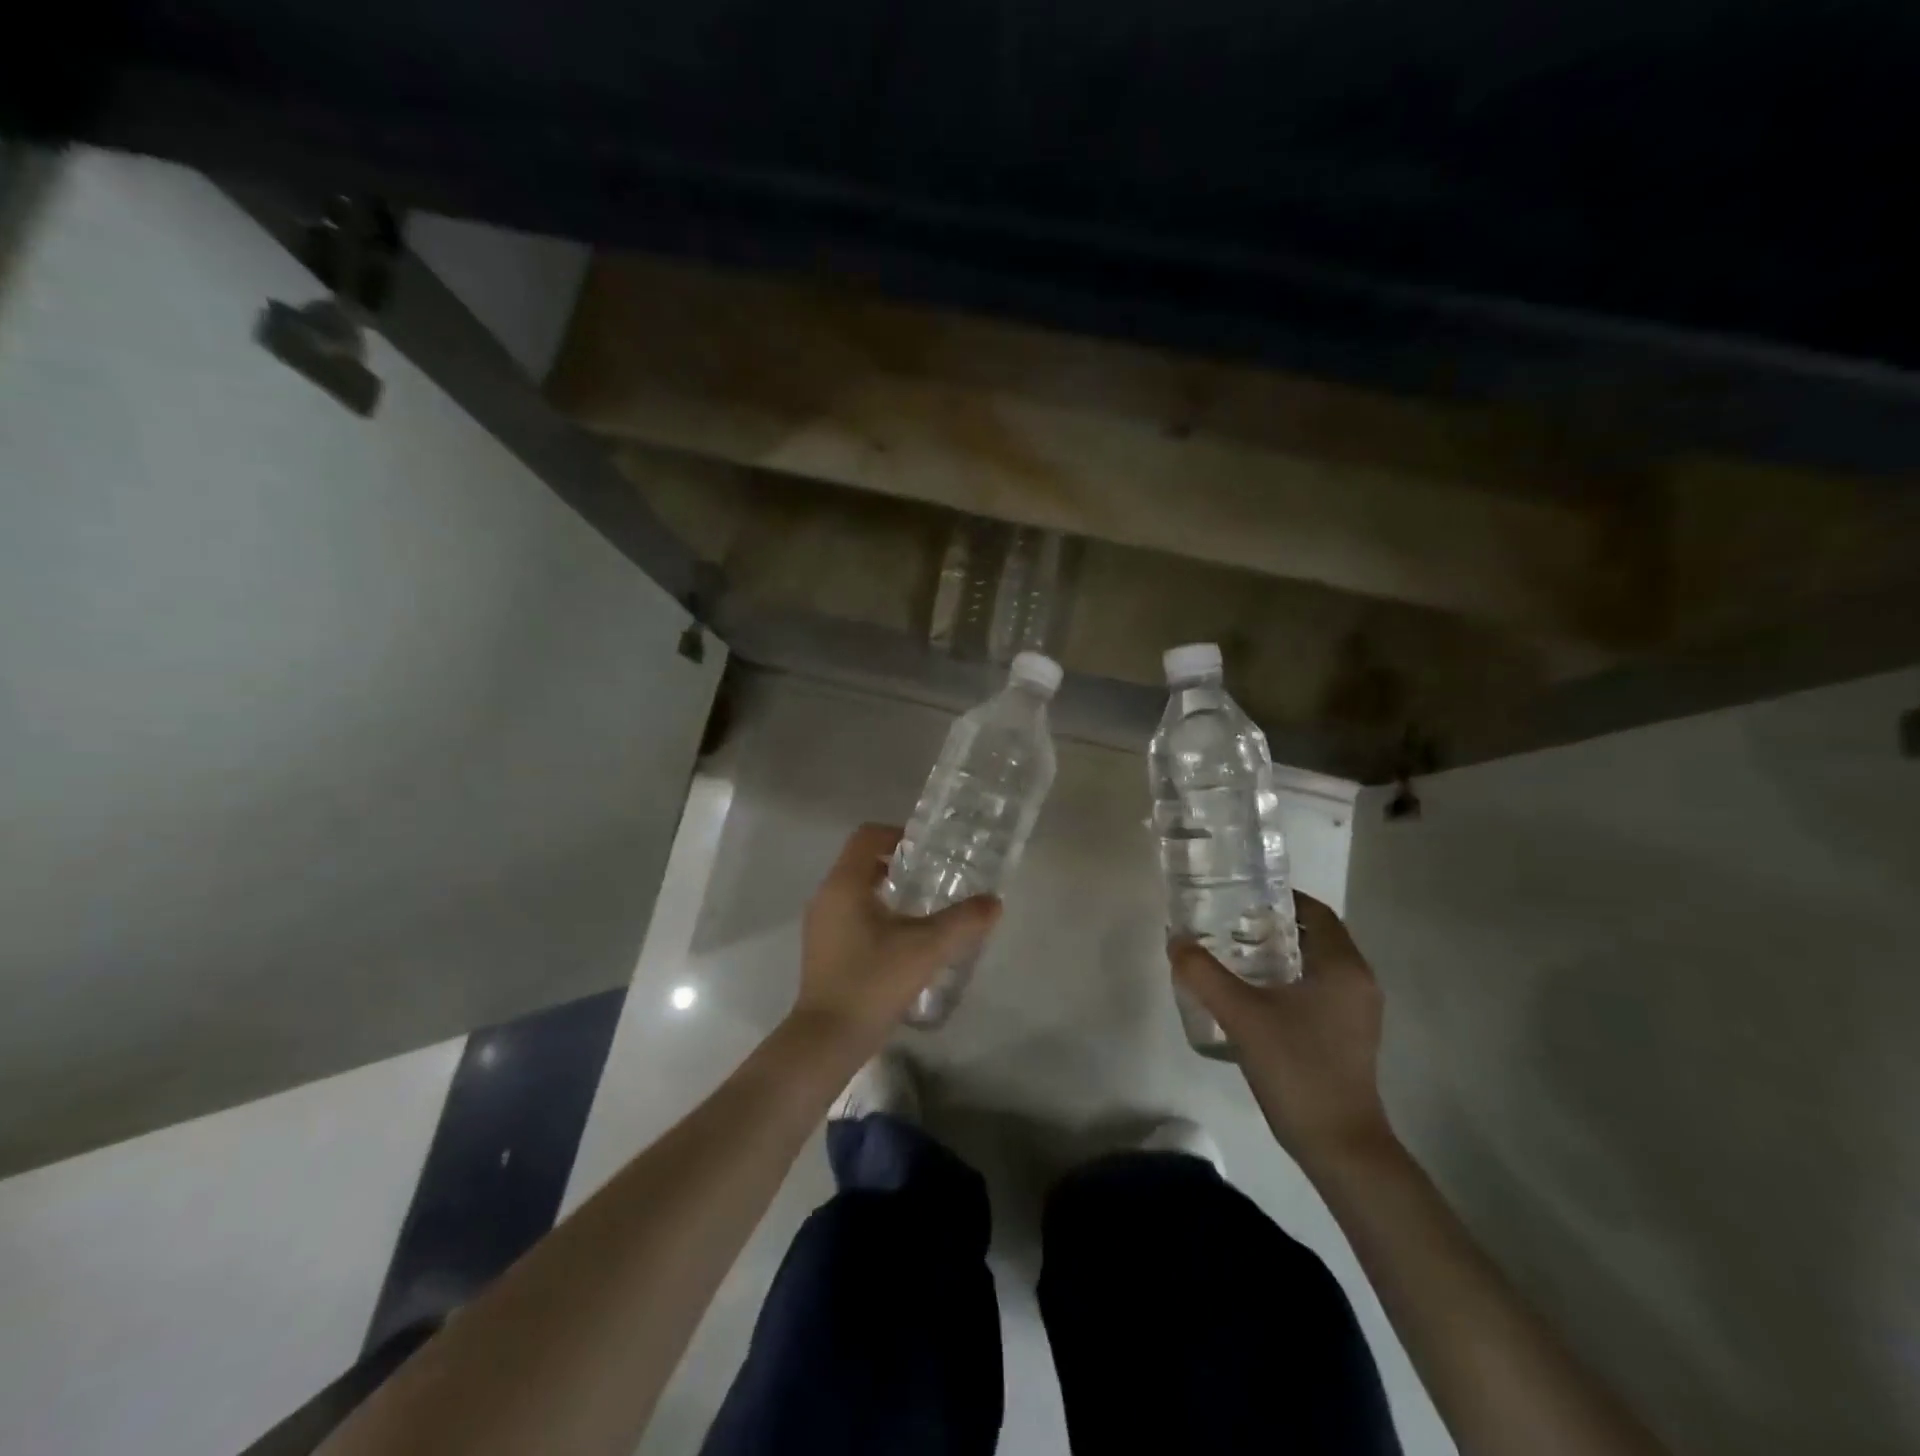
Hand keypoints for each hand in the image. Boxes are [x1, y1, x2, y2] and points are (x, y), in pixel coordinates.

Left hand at [791, 824, 1000, 1051]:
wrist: (827, 1040)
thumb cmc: (873, 982)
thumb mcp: (926, 948)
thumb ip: (963, 921)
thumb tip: (994, 902)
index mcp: (844, 884)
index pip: (867, 837)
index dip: (898, 834)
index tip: (928, 850)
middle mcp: (826, 896)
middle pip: (861, 861)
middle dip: (897, 863)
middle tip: (933, 876)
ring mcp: (820, 924)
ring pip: (855, 889)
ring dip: (887, 890)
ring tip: (923, 909)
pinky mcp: (822, 949)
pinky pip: (850, 913)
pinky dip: (875, 913)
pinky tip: (902, 940)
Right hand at [1171, 892, 1394, 1172]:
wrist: (1340, 1145)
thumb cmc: (1297, 1068)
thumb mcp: (1242, 1016)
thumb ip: (1204, 974)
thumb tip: (1175, 940)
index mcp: (1343, 967)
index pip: (1316, 912)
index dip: (1280, 898)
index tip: (1241, 895)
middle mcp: (1358, 981)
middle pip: (1315, 935)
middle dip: (1273, 925)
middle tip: (1228, 922)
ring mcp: (1357, 1011)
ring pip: (1316, 964)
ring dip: (1279, 953)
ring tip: (1233, 952)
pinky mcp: (1349, 1034)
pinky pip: (1318, 988)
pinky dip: (1288, 979)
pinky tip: (1254, 992)